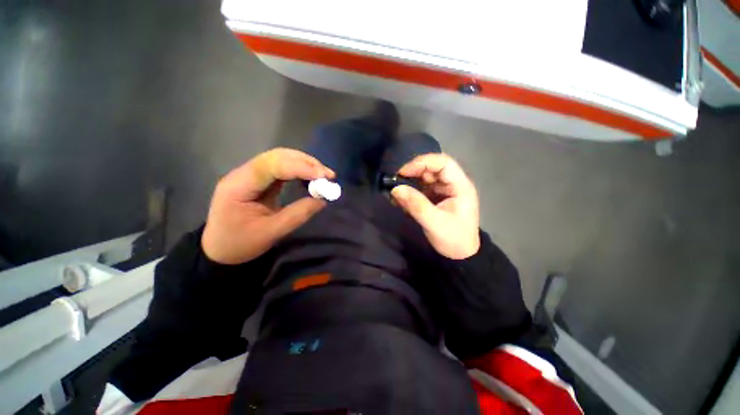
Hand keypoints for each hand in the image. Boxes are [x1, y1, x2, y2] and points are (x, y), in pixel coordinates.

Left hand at [202, 148, 333, 263]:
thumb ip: (298, 215)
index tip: (324, 176)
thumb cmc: (241, 244)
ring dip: (304, 164)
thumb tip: (322, 200)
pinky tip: (310, 177)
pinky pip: (281, 168)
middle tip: (328, 175)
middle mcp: (243, 174)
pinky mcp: (258, 180)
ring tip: (323, 175)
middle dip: (306, 162)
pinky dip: (298, 170)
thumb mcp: (271, 233)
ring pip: (280, 158)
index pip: (273, 166)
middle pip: (277, 156)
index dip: (301, 167)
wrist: (219, 250)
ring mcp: (250, 175)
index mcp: (239, 186)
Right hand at [391, 154, 479, 259]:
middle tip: (396, 181)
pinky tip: (401, 199)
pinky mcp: (436, 197)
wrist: (460, 255)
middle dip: (413, 172)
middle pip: (433, 168)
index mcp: (461, 186)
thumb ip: (416, 205)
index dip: (423, 163)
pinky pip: (422, 187)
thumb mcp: (434, 223)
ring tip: (396, 192)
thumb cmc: (453, 239)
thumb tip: (395, 189)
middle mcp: (453, 184)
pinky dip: (410, 191)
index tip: (403, 172)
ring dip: (410, 181)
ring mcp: (444, 190)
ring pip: (425, 177)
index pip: (443, 163)